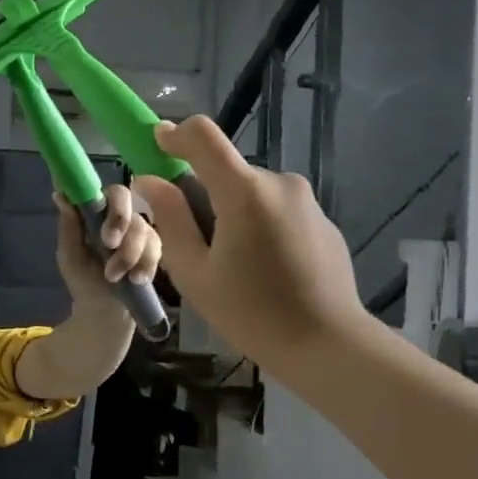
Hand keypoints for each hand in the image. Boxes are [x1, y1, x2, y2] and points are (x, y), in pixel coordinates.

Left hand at [54, 182, 162, 311]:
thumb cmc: (83, 278)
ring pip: (142, 228)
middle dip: (120, 222)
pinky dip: (144, 265)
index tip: (105, 228)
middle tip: (109, 245)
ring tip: (113, 276)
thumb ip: (69, 226)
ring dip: (128, 254)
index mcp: (98, 212)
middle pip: (128, 201)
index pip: (110, 192)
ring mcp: (139, 231)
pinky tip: (135, 279)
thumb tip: (60, 194)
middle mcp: (121, 216)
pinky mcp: (153, 250)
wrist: (103, 309)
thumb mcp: (70, 255)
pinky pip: (155, 249)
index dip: (112, 204)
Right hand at [132, 117, 374, 380]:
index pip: (203, 135)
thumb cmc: (251, 313)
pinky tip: (263, 270)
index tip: (157, 145)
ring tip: (231, 264)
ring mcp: (305, 200)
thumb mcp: (194, 272)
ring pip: (250, 192)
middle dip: (203, 194)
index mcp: (244, 192)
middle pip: (226, 172)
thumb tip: (149, 181)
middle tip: (193, 243)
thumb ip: (170, 219)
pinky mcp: (321, 219)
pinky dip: (259, 225)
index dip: (175, 134)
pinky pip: (276, 210)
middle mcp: (279, 183)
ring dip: (231, 212)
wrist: (328, 344)